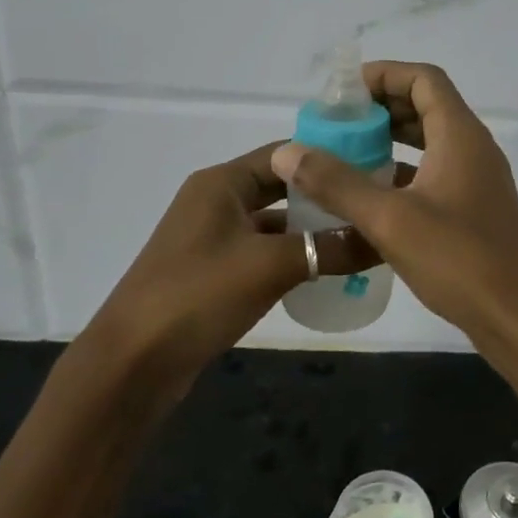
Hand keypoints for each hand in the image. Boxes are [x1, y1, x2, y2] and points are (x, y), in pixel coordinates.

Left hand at [78, 143, 376, 392]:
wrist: (132, 364)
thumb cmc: (198, 295)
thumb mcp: (271, 266)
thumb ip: (330, 248)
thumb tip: (385, 239)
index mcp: (223, 182)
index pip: (286, 152)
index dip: (329, 157)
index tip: (376, 167)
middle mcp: (216, 200)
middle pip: (282, 186)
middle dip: (325, 195)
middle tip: (374, 203)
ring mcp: (213, 237)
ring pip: (275, 222)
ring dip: (312, 229)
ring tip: (361, 236)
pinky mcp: (214, 272)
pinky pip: (263, 252)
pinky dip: (293, 256)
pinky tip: (326, 270)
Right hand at [271, 62, 517, 362]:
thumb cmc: (459, 260)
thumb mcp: (390, 220)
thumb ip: (337, 184)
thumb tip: (288, 152)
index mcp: (460, 135)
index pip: (424, 79)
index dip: (385, 74)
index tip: (344, 91)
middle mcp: (473, 148)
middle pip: (427, 106)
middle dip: (382, 107)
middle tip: (338, 123)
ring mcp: (478, 180)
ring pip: (431, 142)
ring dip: (392, 140)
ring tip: (347, 152)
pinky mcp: (475, 209)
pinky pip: (435, 173)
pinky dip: (404, 172)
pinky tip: (372, 196)